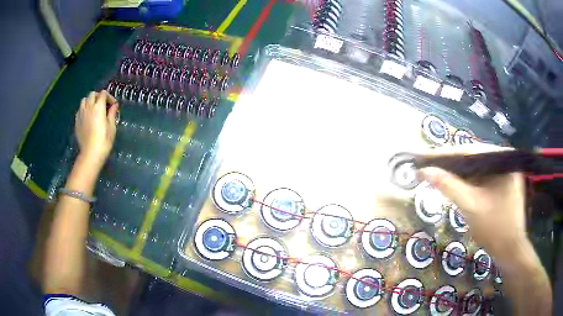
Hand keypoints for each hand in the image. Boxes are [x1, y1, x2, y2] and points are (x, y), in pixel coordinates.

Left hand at [74, 90, 118, 168]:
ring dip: (89, 101)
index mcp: (99, 106)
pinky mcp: (77, 121)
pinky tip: (87, 117)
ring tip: (93, 109)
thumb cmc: (104, 141)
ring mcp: (81, 113)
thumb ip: (112, 114)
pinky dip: (84, 109)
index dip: (109, 97)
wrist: (90, 154)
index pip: (103, 93)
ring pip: (84, 100)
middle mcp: (89, 106)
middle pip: (93, 94)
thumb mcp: (112, 127)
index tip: (113, 105)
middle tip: (103, 105)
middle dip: (98, 97)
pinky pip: (80, 110)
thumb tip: (114, 105)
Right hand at [417, 144, 526, 258]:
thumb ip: (449, 186)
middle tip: (426, 165)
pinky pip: (481, 177)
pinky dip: (467, 181)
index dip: (443, 154)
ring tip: (435, 172)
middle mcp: (504, 159)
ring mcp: (504, 171)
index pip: (468, 151)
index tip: (421, 156)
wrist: (511, 250)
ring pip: (476, 167)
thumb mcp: (471, 206)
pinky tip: (454, 183)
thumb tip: (424, 170)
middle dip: (449, 162)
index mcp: (501, 158)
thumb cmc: (495, 228)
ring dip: (457, 172)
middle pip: (472, 157)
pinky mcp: (502, 182)